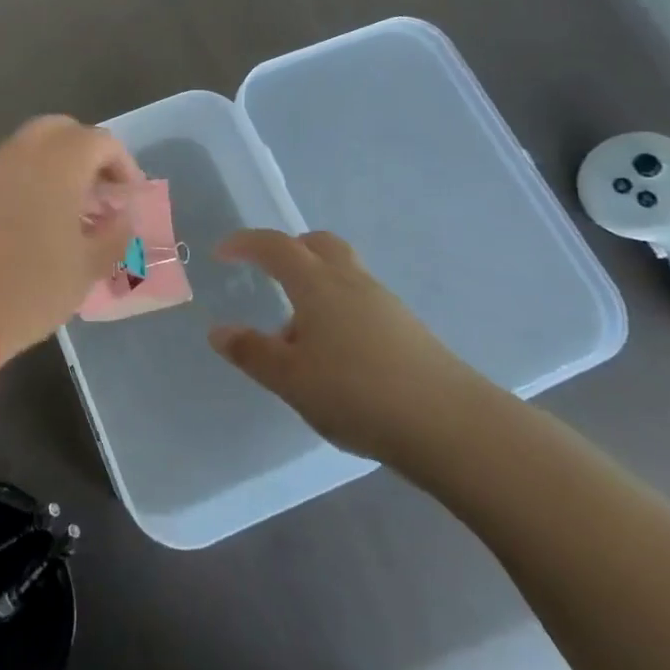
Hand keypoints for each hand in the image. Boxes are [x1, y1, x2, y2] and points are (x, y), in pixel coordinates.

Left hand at [0, 116, 139, 361]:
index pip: (100, 142)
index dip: (123, 165)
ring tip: (74, 209)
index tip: (130, 198)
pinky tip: (41, 218)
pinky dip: (33, 177)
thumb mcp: (86, 268)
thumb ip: (114, 235)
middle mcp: (24, 152)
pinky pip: (12, 166)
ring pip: (34, 145)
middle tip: (102, 192)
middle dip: (88, 154)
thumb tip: (125, 216)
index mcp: (59, 162)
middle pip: (63, 131)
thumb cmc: (28, 287)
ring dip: (59, 164)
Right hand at [208, 229, 493, 465]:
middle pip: (317, 245)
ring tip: (297, 335)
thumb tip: (218, 332)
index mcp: (316, 283)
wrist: (451, 425)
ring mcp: (384, 303)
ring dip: (314, 286)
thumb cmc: (357, 393)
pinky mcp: (407, 329)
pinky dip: (338, 310)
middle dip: (288, 251)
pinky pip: (360, 301)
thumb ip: (252, 352)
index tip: (222, 253)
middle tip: (267, 273)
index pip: (274, 246)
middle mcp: (350, 281)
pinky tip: (335, 356)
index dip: (245, 244)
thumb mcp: (291, 379)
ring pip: (342, 274)